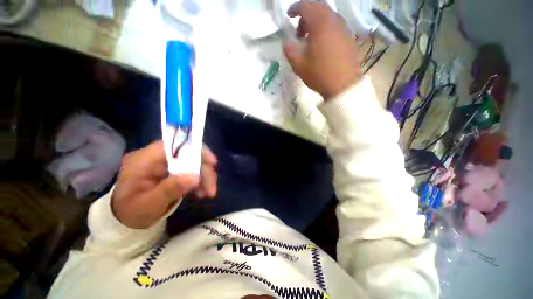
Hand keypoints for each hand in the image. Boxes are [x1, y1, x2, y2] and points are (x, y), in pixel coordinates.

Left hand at [111, 141, 217, 228]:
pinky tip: (201, 191)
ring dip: (203, 177)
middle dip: (203, 170)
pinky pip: (191, 170)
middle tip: (212, 188)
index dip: (196, 150)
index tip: (212, 163)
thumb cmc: (131, 213)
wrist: (123, 220)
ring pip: (192, 163)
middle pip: (188, 154)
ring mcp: (164, 163)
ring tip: (208, 193)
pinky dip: (199, 180)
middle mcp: (155, 157)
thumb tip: (196, 176)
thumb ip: (170, 189)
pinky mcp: (171, 170)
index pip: (174, 145)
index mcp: (144, 159)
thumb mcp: (148, 205)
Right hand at [283, 1, 361, 99]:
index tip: (288, 16)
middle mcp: (334, 19)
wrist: (343, 85)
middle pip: (318, 8)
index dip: (295, 8)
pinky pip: (335, 25)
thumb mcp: (298, 64)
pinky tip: (322, 44)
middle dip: (305, 16)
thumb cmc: (319, 74)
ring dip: (316, 23)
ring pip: (327, 16)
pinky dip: (325, 29)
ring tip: (309, 41)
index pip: (306, 6)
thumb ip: (289, 49)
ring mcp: (344, 27)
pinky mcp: (349, 36)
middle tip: (299, 33)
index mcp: (320, 23)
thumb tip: (286, 41)